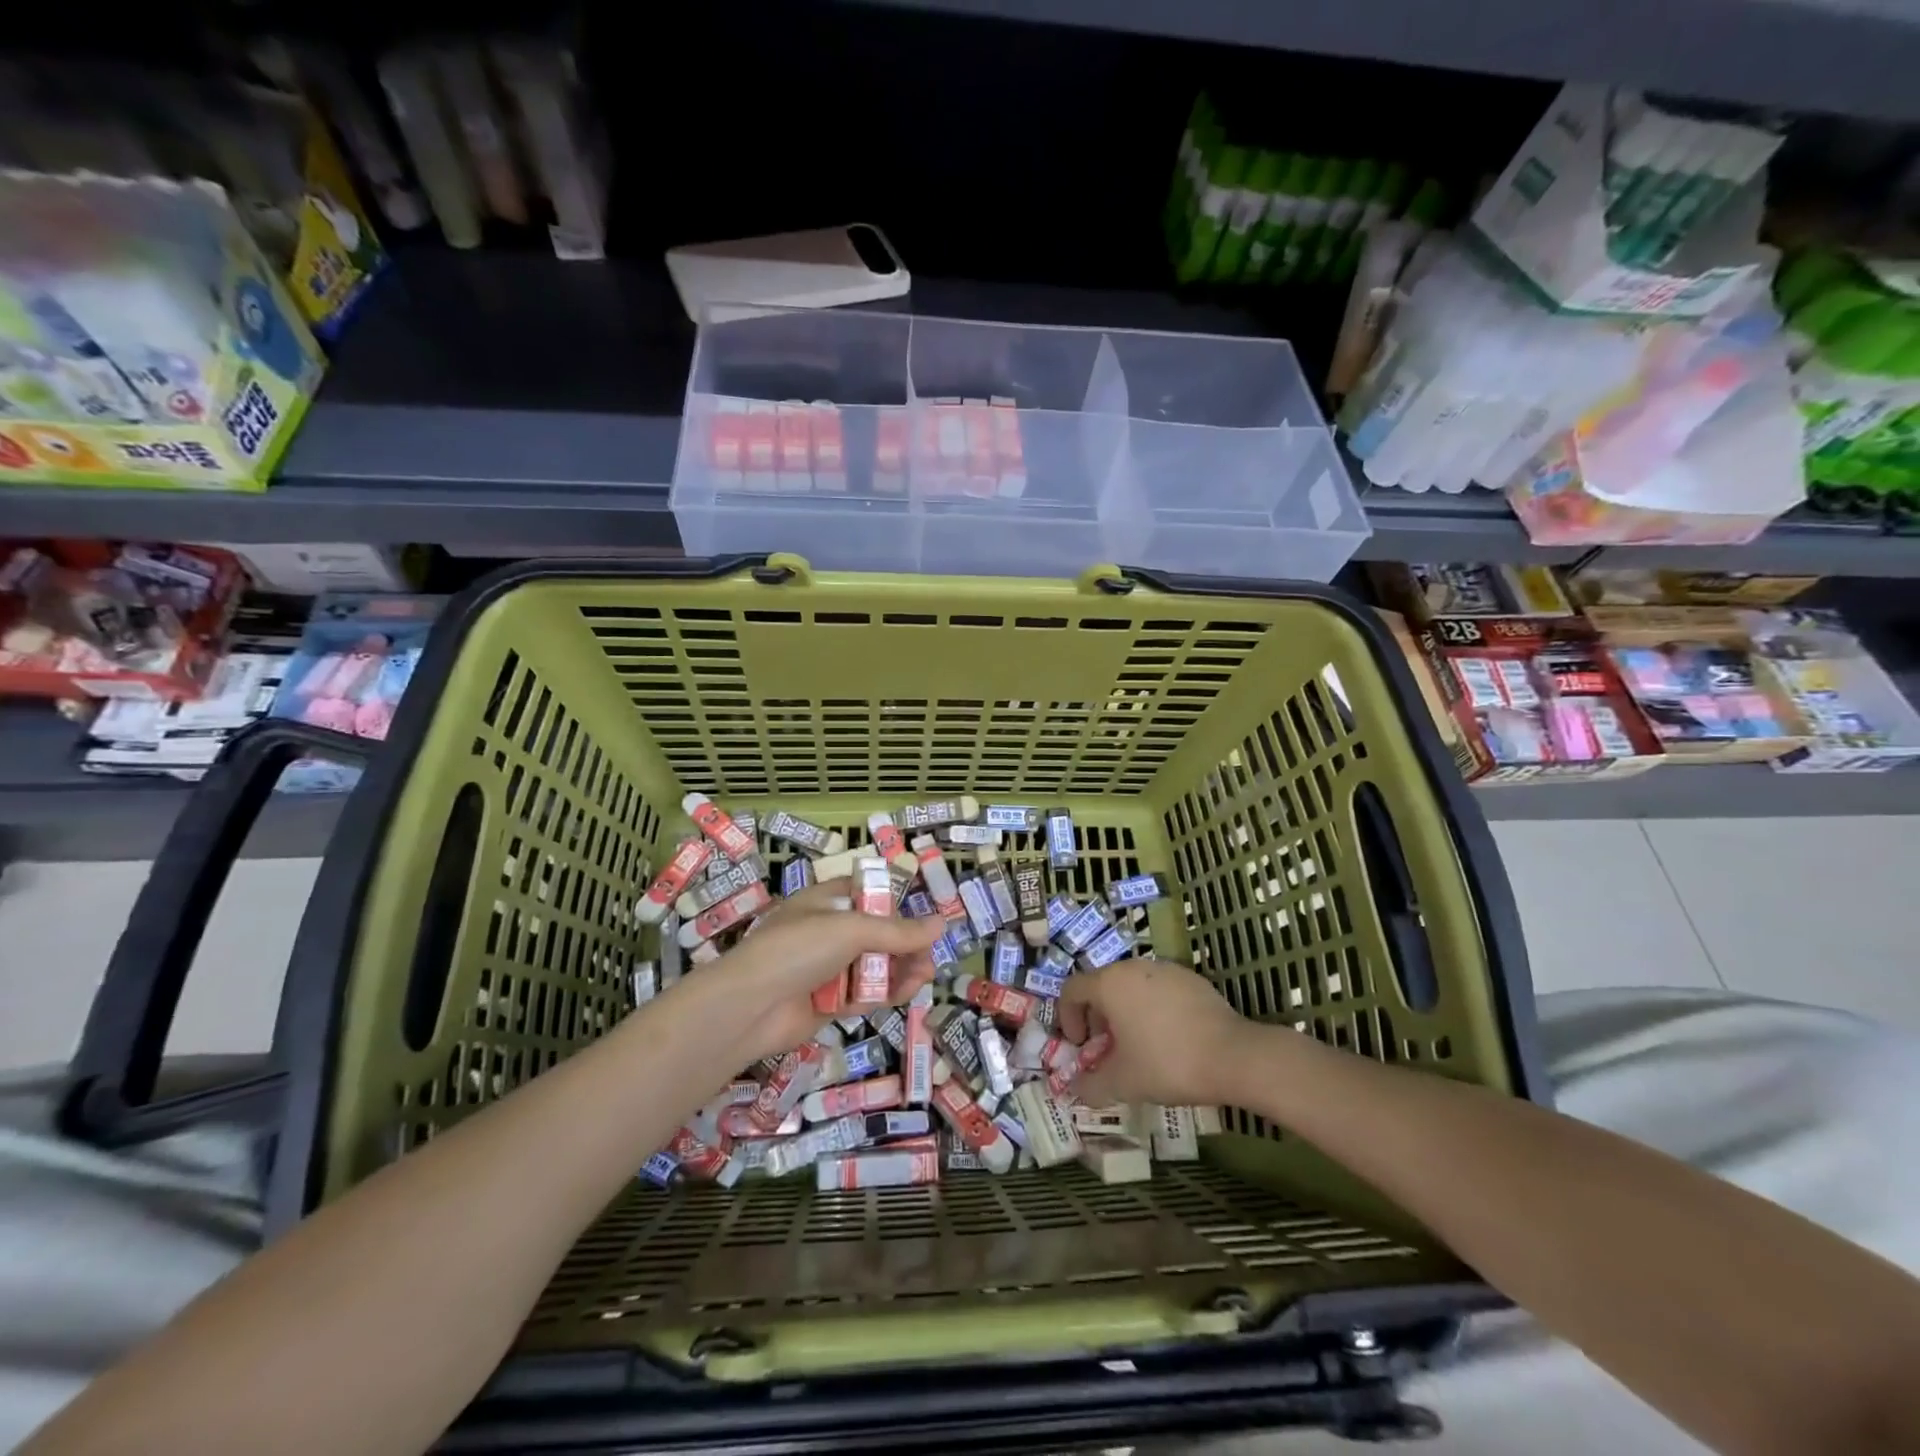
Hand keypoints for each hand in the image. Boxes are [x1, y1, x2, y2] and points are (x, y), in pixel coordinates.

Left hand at [672, 878, 944, 1067]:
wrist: (750, 1007)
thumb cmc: (798, 949)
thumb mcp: (852, 929)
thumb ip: (898, 931)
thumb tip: (941, 924)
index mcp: (823, 903)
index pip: (864, 893)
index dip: (892, 900)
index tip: (920, 913)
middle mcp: (825, 933)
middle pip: (874, 934)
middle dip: (904, 943)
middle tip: (929, 955)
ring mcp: (825, 969)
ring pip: (872, 965)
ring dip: (900, 969)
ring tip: (924, 977)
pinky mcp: (827, 1003)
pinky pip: (863, 993)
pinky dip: (885, 993)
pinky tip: (906, 993)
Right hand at [1057, 959, 1256, 1106]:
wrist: (1234, 1056)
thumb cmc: (1167, 1063)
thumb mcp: (1123, 1082)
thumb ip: (1090, 1085)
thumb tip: (1074, 1090)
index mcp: (1109, 983)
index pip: (1071, 990)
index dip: (1067, 1018)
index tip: (1080, 1047)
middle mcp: (1133, 967)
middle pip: (1101, 986)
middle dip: (1097, 1018)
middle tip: (1107, 1050)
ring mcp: (1164, 969)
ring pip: (1131, 986)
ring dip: (1124, 1012)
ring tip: (1138, 1046)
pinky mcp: (1190, 978)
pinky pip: (1158, 989)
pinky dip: (1152, 1008)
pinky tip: (1168, 1038)